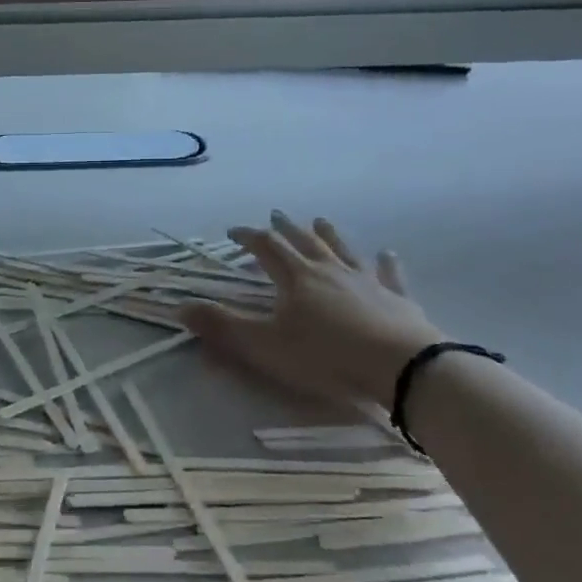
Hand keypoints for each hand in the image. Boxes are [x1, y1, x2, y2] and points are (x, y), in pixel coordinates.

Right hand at [182, 212, 443, 408]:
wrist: (400, 367)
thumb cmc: (326, 356)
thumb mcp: (265, 345)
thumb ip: (223, 326)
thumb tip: (180, 307)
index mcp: (296, 277)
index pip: (266, 246)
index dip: (247, 237)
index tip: (232, 232)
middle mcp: (329, 269)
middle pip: (304, 241)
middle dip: (286, 228)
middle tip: (276, 215)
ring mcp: (366, 281)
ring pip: (343, 249)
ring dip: (329, 234)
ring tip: (320, 221)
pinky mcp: (397, 298)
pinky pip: (388, 274)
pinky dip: (384, 263)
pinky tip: (387, 253)